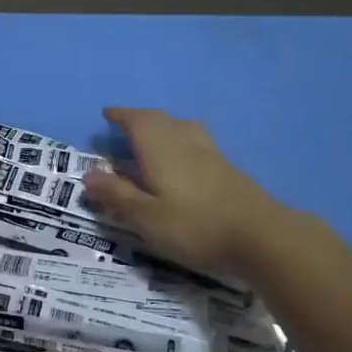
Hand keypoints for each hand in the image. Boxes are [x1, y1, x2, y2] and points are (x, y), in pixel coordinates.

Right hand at [82, 107, 282, 273]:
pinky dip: (181, 142)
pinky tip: (184, 162)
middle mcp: (184, 142)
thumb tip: (89, 174)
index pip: (136, 121)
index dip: (121, 116)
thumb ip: (117, 195)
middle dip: (140, 119)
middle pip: (160, 120)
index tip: (107, 114)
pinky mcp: (228, 169)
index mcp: (160, 148)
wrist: (262, 236)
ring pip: (183, 128)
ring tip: (154, 139)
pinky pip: (197, 142)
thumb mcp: (147, 218)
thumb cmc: (195, 227)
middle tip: (125, 126)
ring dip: (164, 127)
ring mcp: (210, 154)